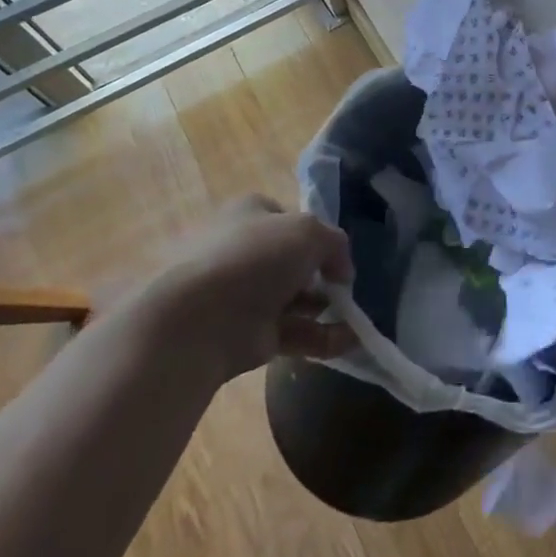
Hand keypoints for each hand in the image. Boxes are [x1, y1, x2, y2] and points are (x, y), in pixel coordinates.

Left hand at [149, 196, 356, 380]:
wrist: (200, 320)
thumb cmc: (254, 258)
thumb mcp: (309, 232)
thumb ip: (335, 244)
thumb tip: (342, 271)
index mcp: (249, 214)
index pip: (289, 218)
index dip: (316, 234)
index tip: (336, 253)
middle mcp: (245, 251)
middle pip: (294, 261)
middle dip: (322, 274)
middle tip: (344, 287)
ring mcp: (245, 295)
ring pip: (295, 299)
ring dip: (327, 309)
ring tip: (355, 318)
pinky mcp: (249, 335)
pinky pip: (293, 333)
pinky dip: (321, 338)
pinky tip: (348, 342)